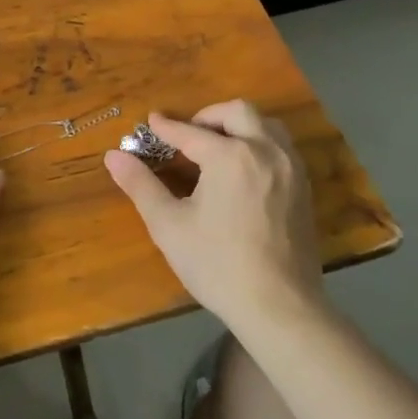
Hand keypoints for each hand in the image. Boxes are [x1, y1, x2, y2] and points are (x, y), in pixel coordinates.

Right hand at [103, 100, 323, 335]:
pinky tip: (244, 171)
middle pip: (238, 112)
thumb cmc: (217, 265)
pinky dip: (260, 144)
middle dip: (209, 117)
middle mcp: (264, 151)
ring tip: (219, 148)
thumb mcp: (169, 225)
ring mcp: (290, 168)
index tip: (151, 122)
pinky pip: (282, 148)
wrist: (279, 306)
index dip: (167, 127)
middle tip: (189, 136)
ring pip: (266, 125)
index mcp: (229, 156)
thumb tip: (113, 156)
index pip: (191, 132)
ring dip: (240, 126)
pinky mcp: (304, 188)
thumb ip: (141, 185)